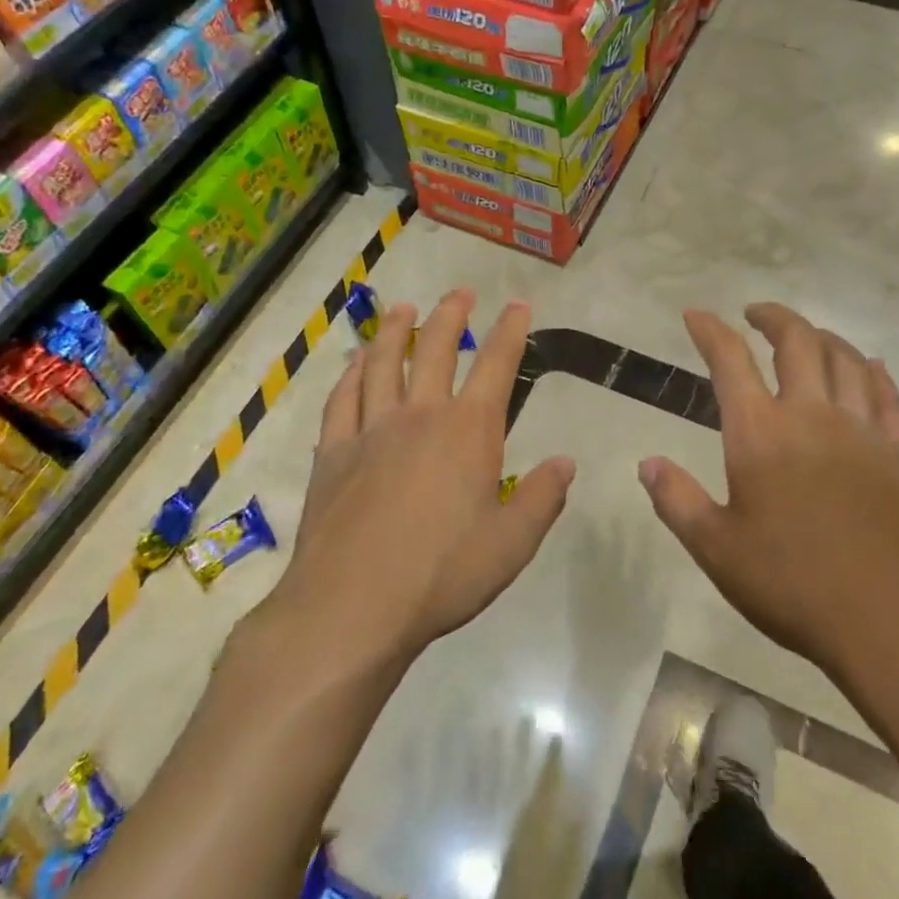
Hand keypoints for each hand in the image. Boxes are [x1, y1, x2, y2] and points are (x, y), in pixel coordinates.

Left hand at [279, 290, 575, 662]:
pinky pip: (342, 399)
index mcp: (468, 432)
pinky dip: (350, 374)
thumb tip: (565, 462)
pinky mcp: (333, 453)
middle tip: (460, 293)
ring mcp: (371, 430)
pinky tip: (354, 363)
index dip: (510, 331)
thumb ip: (543, 497)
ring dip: (395, 331)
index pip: (496, 366)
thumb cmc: (442, 574)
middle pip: (435, 350)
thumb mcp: (512, 544)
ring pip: (382, 363)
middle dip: (451, 316)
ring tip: (403, 308)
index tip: (518, 305)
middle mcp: (420, 416)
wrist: (352, 606)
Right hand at [638, 304, 898, 685]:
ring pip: (846, 360)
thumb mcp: (716, 550)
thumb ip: (677, 500)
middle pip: (797, 342)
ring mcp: (864, 432)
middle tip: (754, 314)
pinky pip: (888, 396)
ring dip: (822, 337)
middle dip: (772, 318)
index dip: (709, 331)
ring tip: (806, 336)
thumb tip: (647, 463)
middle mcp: (813, 416)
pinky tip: (870, 368)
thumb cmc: (793, 585)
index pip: (730, 361)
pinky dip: (874, 373)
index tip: (695, 315)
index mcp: (761, 434)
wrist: (892, 623)